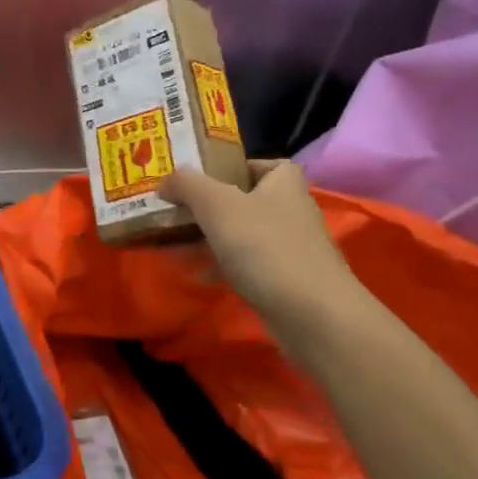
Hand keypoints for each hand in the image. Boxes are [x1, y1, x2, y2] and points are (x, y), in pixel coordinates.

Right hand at [159, 161, 363, 346]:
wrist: (313, 315)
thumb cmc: (265, 246)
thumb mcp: (217, 204)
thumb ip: (187, 184)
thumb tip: (165, 181)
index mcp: (283, 183)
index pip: (260, 163)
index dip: (231, 167)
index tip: (200, 178)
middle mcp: (290, 210)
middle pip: (244, 199)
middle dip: (209, 205)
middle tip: (174, 210)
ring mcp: (289, 248)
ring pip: (241, 234)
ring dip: (209, 237)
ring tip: (173, 242)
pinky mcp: (284, 280)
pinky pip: (245, 265)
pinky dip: (220, 266)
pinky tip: (195, 274)